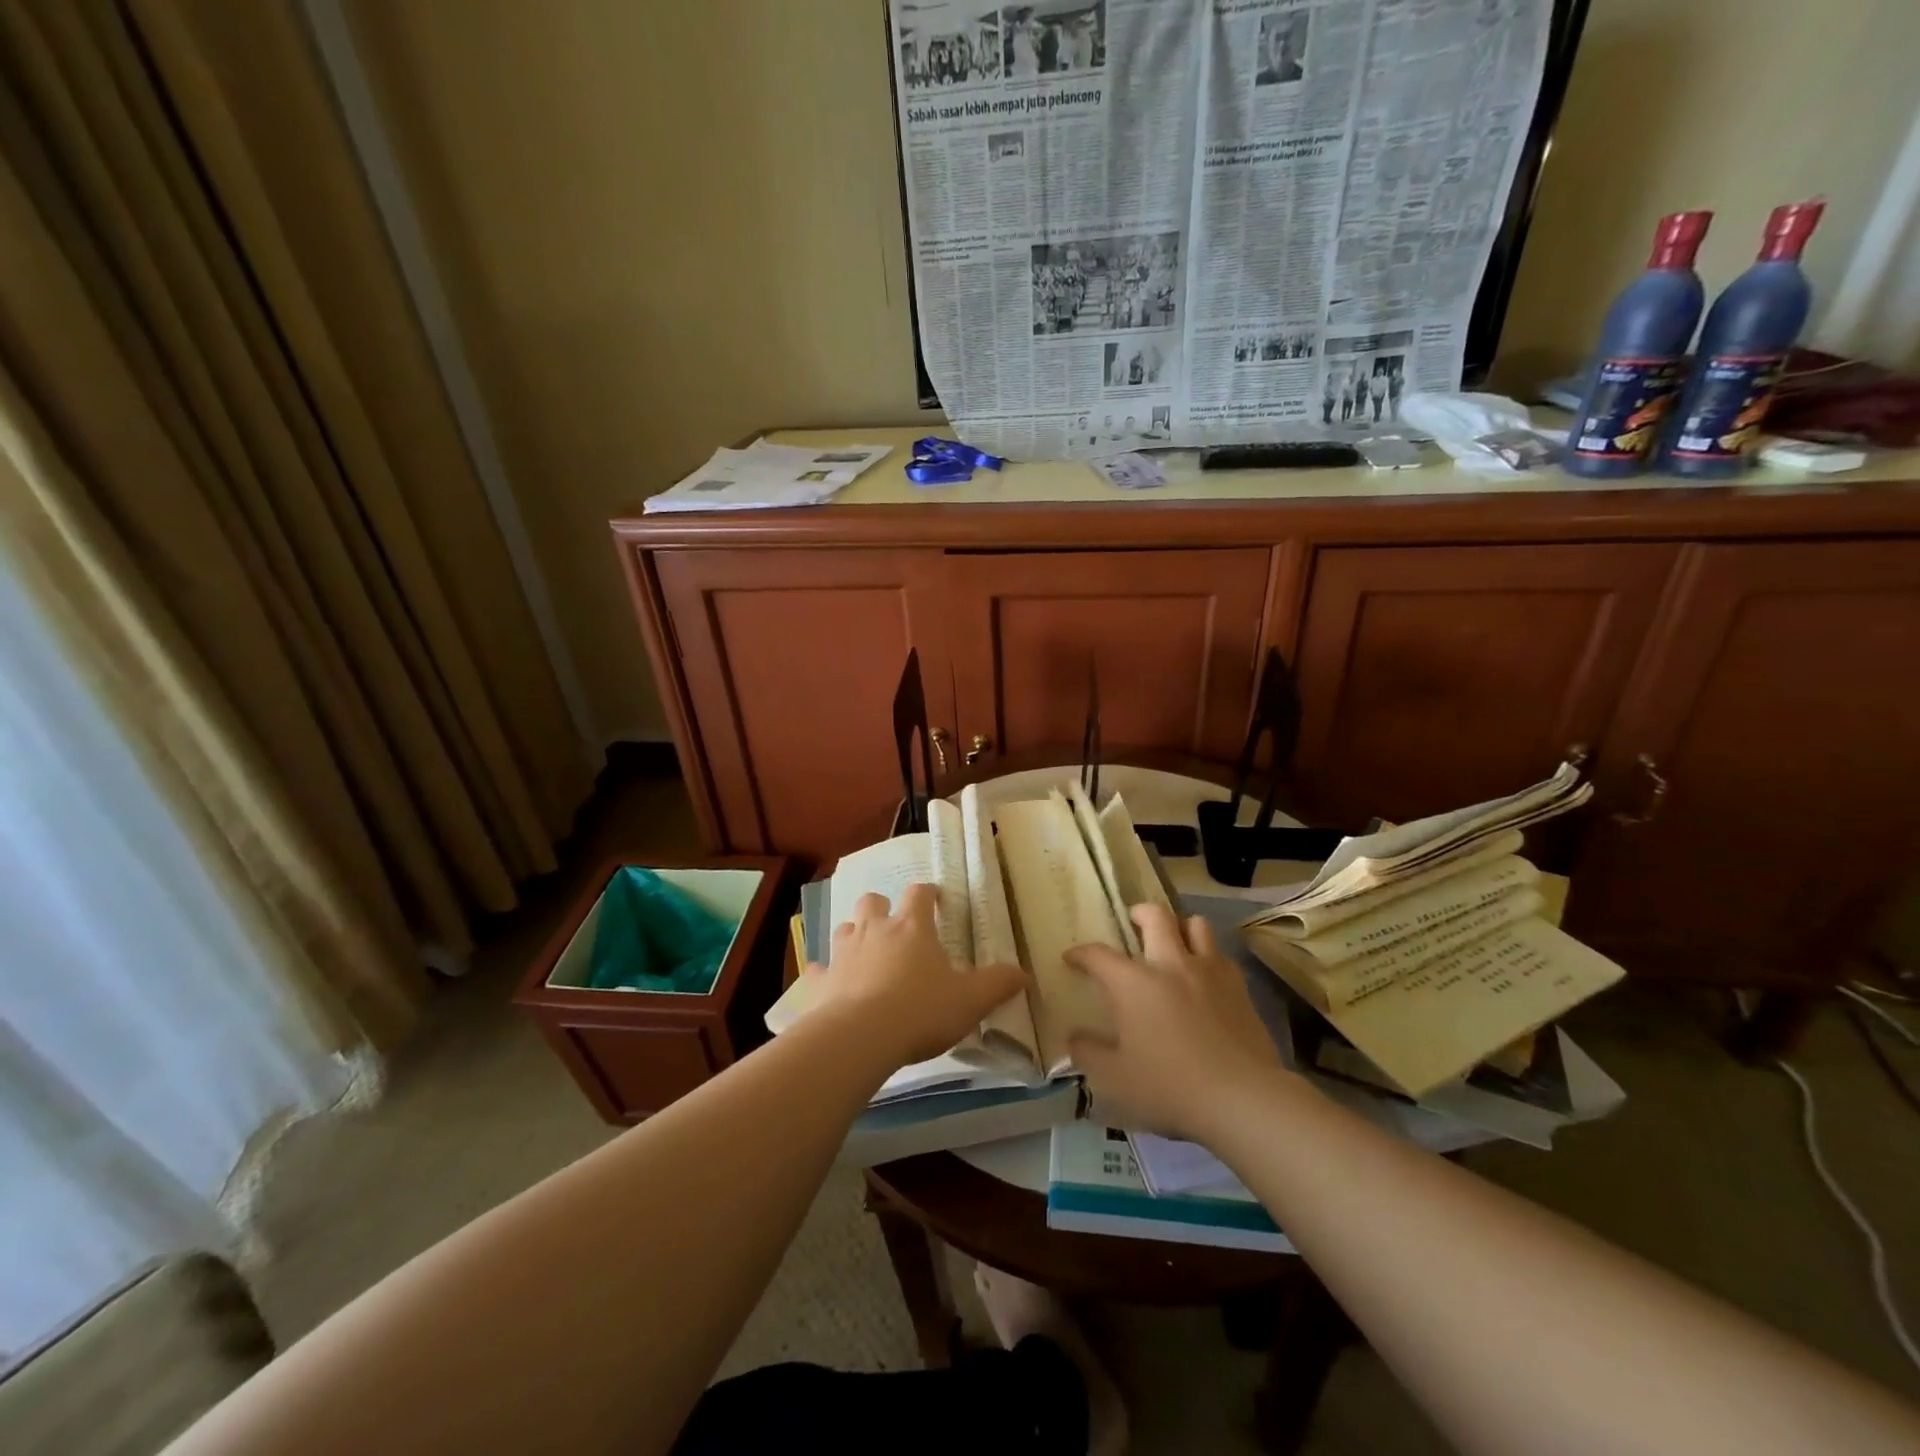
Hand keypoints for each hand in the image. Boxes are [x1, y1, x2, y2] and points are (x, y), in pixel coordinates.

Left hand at [806, 883, 1025, 1068]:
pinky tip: (829, 987)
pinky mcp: (819, 981)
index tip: (935, 899)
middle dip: (882, 908)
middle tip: (894, 927)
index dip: (928, 894)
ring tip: (865, 955)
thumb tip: (1024, 974)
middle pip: (873, 901)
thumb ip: (998, 985)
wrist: (859, 1037)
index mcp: (912, 928)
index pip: (920, 894)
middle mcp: (874, 930)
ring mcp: (842, 953)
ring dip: (854, 936)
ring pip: (844, 929)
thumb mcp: (970, 1000)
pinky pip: (818, 970)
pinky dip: (824, 974)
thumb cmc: (920, 1010)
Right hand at [1065, 904, 1282, 1140]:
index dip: (1081, 953)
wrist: (1241, 1098)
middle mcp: (1170, 964)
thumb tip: (1074, 1037)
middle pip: (1155, 916)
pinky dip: (1208, 956)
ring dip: (1180, 927)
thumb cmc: (1169, 1086)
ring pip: (1195, 924)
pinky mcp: (1239, 987)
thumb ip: (1088, 1053)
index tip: (1072, 959)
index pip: (1098, 955)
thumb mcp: (1114, 1078)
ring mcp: (1208, 972)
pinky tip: (1205, 976)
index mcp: (1133, 983)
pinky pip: (1221, 955)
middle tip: (1133, 923)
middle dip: (1139, 913)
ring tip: (1174, 942)